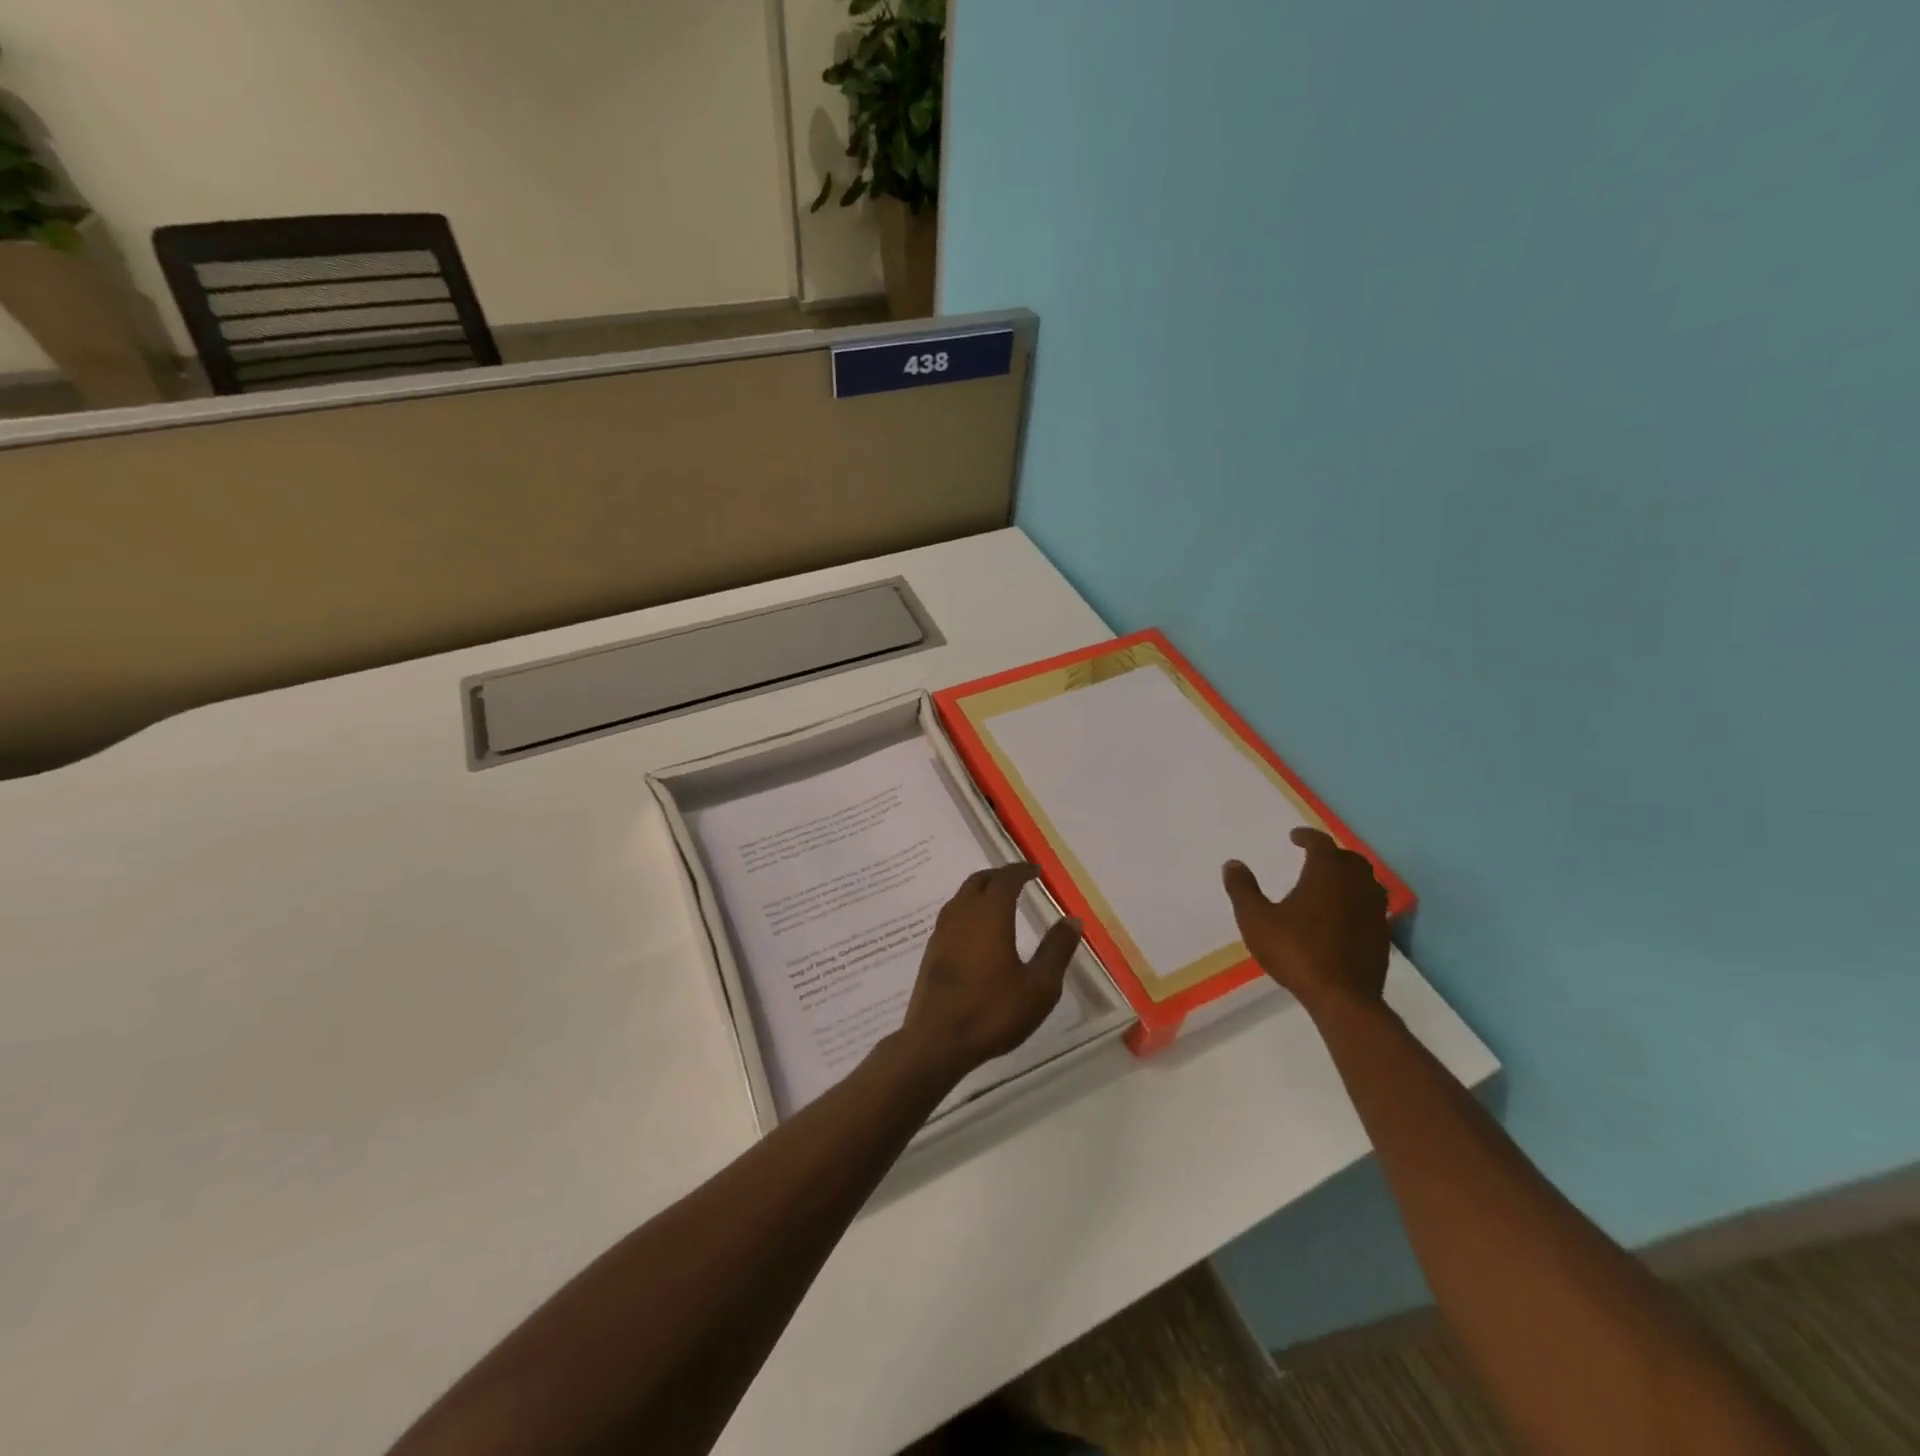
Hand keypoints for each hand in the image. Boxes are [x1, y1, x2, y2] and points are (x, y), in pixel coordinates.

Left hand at [897, 864, 1082, 1083]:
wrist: (936, 1041)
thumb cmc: (992, 1011)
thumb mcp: (1039, 986)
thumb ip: (1056, 950)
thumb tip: (1072, 919)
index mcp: (989, 915)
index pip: (1005, 879)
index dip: (1021, 870)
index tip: (1035, 870)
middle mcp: (962, 914)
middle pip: (978, 881)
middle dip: (999, 876)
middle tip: (1018, 880)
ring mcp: (942, 932)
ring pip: (961, 897)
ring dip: (980, 891)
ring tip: (998, 902)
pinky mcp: (932, 952)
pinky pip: (952, 916)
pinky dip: (968, 910)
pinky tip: (976, 932)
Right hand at [1223, 828, 1389, 1017]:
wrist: (1342, 997)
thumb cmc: (1295, 951)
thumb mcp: (1256, 919)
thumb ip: (1243, 889)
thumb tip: (1232, 864)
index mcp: (1326, 874)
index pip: (1321, 843)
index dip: (1307, 836)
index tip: (1295, 837)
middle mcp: (1355, 885)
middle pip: (1349, 859)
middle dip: (1332, 855)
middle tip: (1314, 859)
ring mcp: (1374, 911)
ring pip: (1367, 882)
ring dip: (1350, 877)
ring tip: (1332, 885)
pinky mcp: (1382, 936)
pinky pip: (1373, 907)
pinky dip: (1358, 902)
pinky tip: (1345, 916)